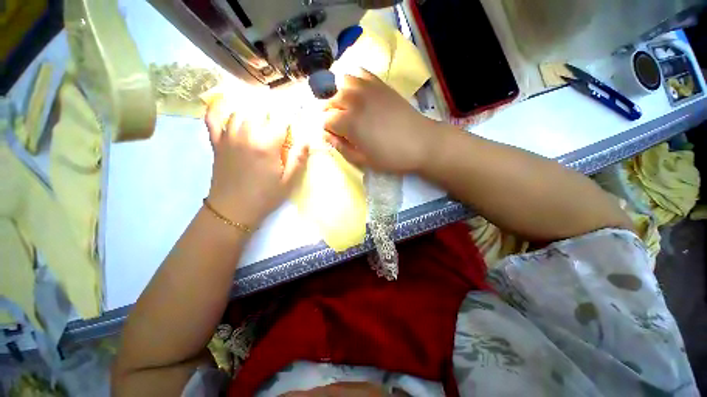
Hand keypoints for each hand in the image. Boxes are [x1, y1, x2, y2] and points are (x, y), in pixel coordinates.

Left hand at [204, 101, 307, 228]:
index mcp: (266, 144)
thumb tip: (307, 140)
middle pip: (261, 112)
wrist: (233, 210)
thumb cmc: (265, 196)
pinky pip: (212, 119)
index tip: (295, 125)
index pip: (281, 120)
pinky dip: (216, 109)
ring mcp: (228, 136)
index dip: (290, 120)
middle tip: (280, 127)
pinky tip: (223, 106)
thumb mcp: (288, 181)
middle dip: (274, 115)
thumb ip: (298, 158)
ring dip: (253, 113)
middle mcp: (246, 134)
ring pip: (240, 112)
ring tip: (262, 121)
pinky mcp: (216, 142)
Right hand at [323, 69, 436, 172]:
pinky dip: (353, 80)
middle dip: (329, 112)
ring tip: (344, 106)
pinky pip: (360, 73)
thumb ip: (342, 148)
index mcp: (349, 123)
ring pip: (342, 83)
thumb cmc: (391, 156)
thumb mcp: (364, 161)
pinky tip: (356, 91)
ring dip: (338, 94)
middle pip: (330, 100)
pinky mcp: (380, 84)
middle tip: (337, 124)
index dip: (327, 129)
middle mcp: (354, 101)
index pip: (326, 121)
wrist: (421, 142)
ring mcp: (368, 89)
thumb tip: (327, 137)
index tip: (333, 136)